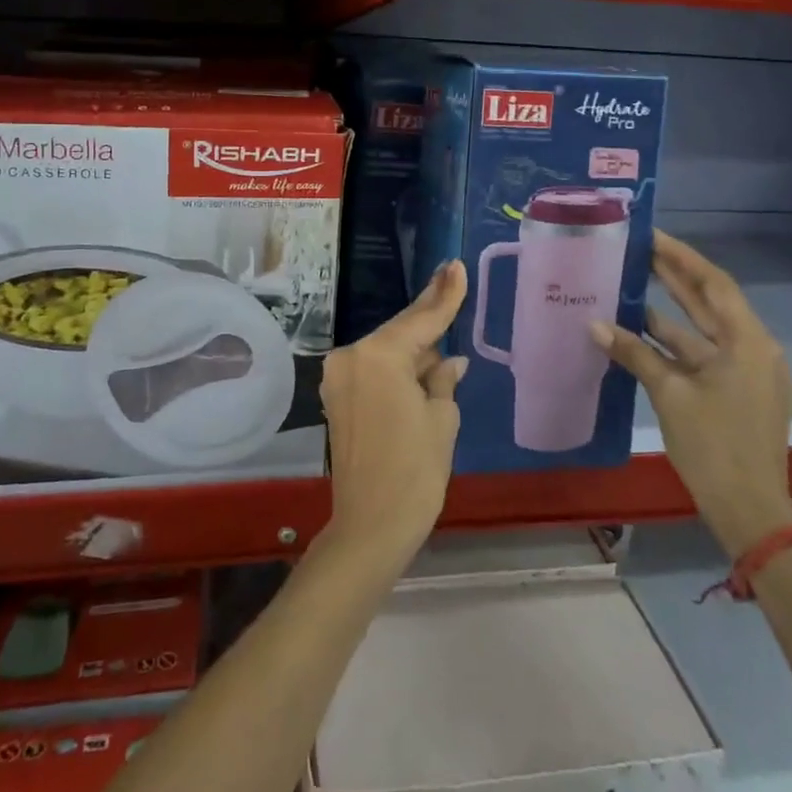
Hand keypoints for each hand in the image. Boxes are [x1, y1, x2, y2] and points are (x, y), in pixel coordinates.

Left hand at [317, 260, 469, 575]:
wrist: (370, 526)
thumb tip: (448, 361)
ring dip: (413, 349)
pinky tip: (421, 366)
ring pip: (386, 351)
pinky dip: (397, 368)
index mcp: (378, 356)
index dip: (443, 295)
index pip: (421, 320)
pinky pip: (373, 370)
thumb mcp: (441, 419)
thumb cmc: (415, 472)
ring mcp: (338, 377)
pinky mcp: (336, 397)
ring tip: (444, 342)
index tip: (455, 266)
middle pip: (399, 332)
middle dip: (427, 316)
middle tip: (450, 279)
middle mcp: (351, 357)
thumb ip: (442, 378)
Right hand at [592, 231, 791, 557]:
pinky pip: (702, 356)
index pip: (713, 284)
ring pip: (703, 332)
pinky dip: (673, 345)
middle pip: (710, 303)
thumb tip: (594, 324)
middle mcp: (752, 349)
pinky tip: (639, 334)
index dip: (682, 257)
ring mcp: (745, 373)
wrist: (749, 510)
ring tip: (631, 285)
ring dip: (669, 312)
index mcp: (747, 342)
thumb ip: (634, 354)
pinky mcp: (735, 394)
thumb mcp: (670, 395)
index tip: (651, 236)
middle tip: (638, 250)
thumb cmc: (714, 446)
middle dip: (674, 277)